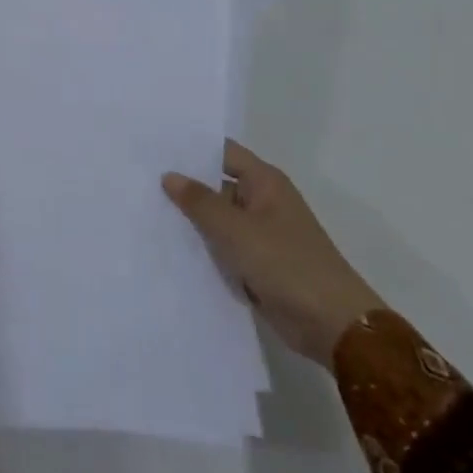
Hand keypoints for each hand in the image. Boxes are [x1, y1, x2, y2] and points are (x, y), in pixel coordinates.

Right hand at [161, 141, 383, 368]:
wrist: (333, 326)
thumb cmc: (286, 264)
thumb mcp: (235, 229)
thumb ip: (200, 201)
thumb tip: (169, 175)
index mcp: (264, 182)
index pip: (222, 152)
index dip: (190, 149)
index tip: (154, 147)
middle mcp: (262, 201)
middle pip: (216, 185)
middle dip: (184, 186)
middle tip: (139, 180)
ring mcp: (260, 234)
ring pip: (217, 219)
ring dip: (190, 220)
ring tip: (144, 211)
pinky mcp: (257, 264)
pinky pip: (223, 247)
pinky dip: (202, 247)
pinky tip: (168, 246)